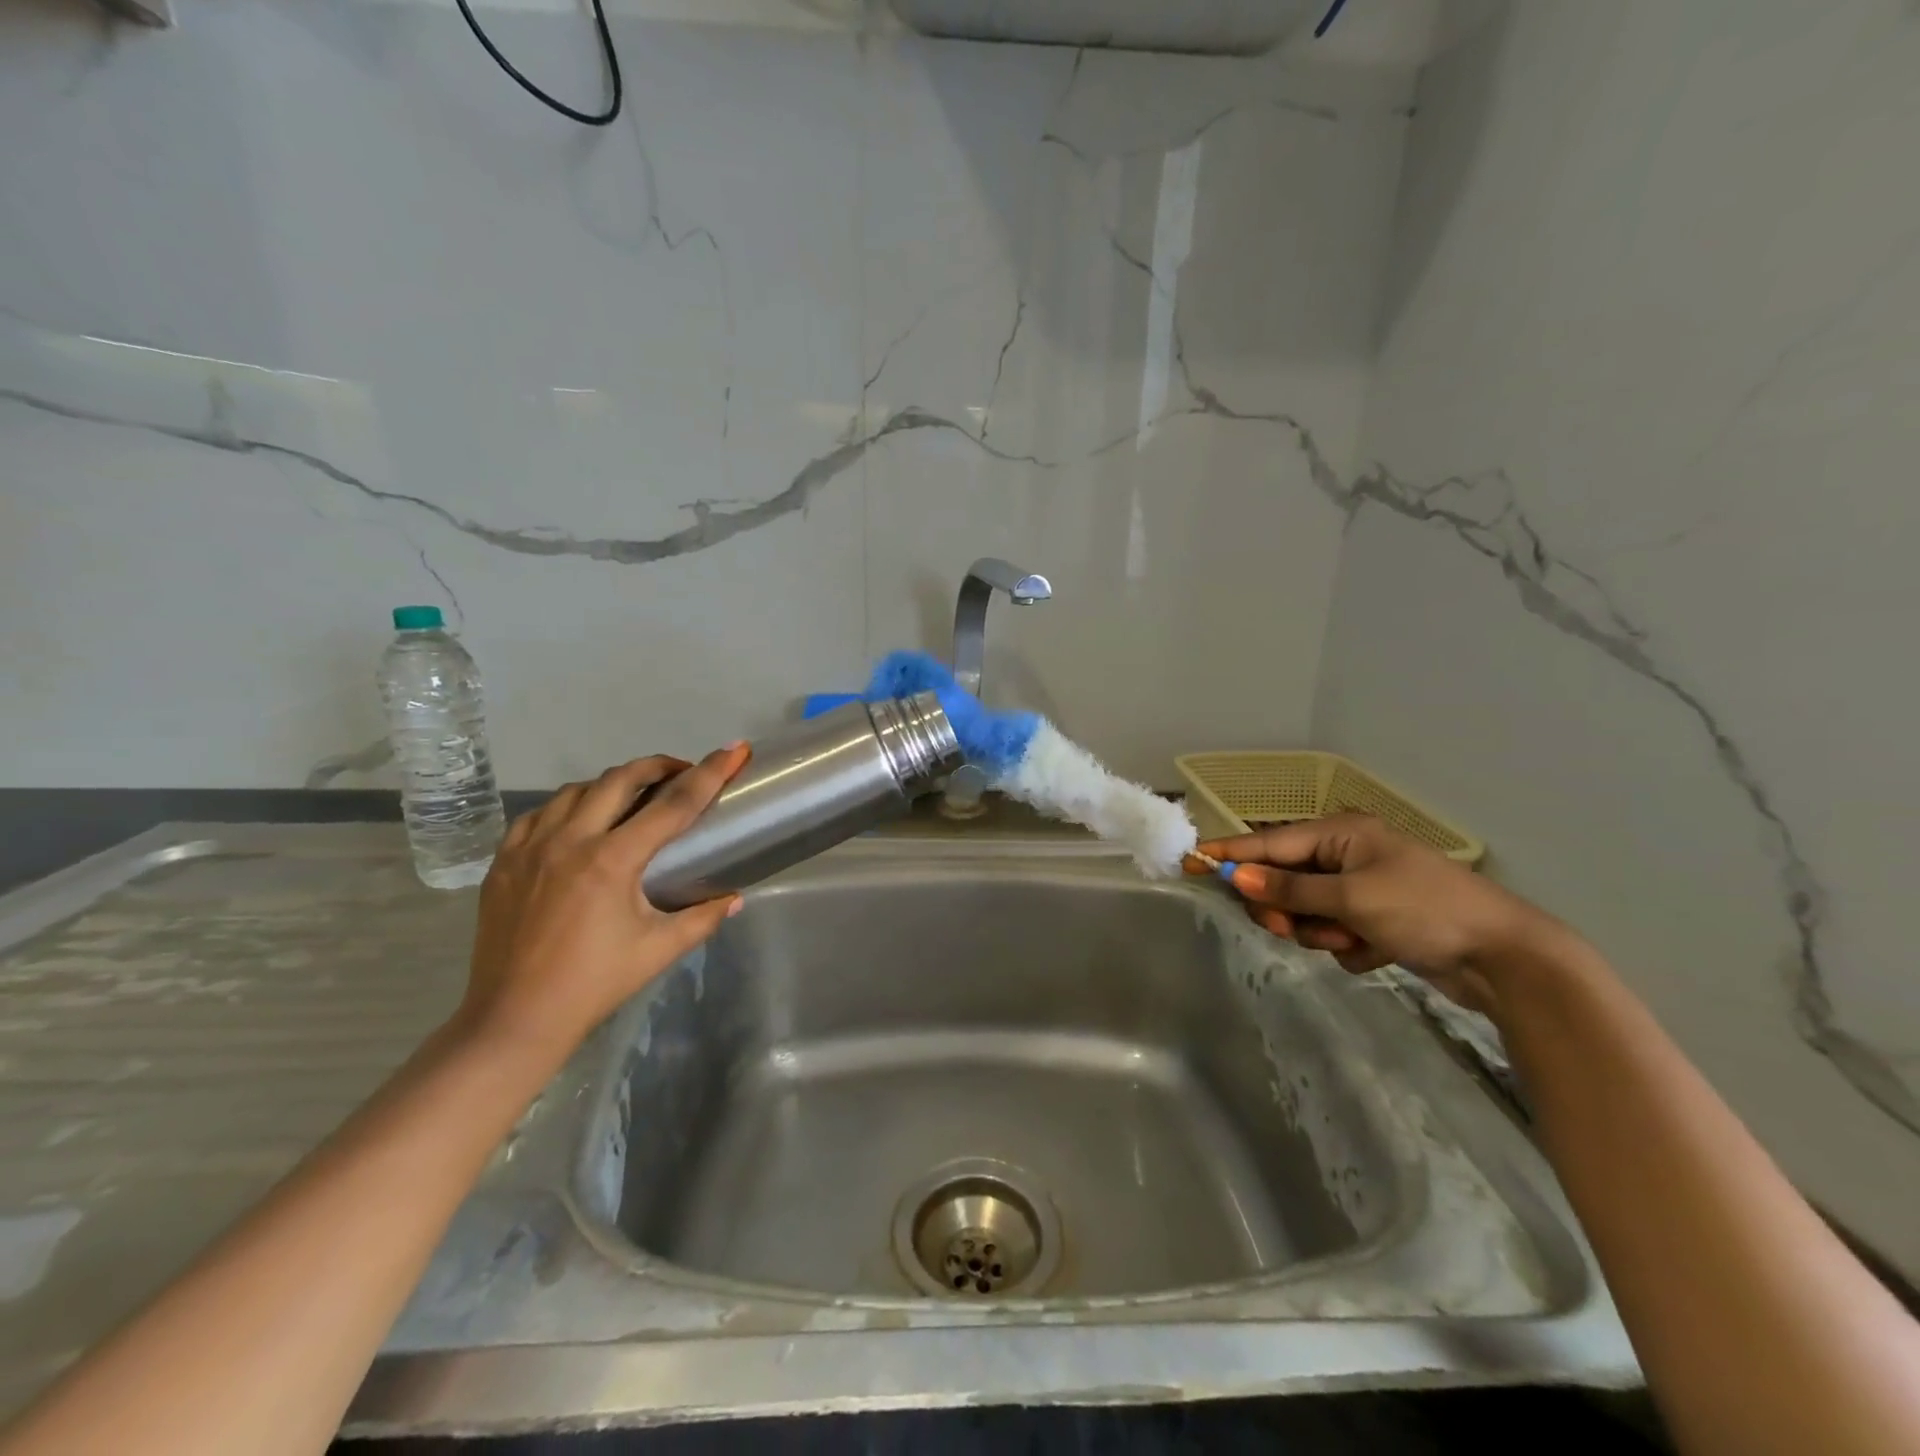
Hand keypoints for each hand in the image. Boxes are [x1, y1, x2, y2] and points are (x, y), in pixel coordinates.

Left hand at [458, 744, 751, 1061]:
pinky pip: (539, 814)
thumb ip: (702, 918)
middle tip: (681, 774)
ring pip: (577, 790)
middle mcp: (570, 841)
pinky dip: (568, 806)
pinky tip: (578, 822)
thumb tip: (734, 898)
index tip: (734, 750)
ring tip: (632, 798)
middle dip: (658, 766)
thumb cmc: (594, 984)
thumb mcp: (658, 950)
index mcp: (612, 861)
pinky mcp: (503, 862)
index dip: (710, 773)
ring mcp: (529, 848)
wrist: (514, 1019)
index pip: (673, 804)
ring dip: (612, 784)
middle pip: (621, 778)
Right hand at [1194, 814, 1561, 1012]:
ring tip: (1351, 940)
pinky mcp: (1376, 920)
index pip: (1269, 843)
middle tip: (1286, 927)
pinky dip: (1347, 945)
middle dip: (1284, 907)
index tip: (1190, 861)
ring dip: (1319, 931)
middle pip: (1284, 880)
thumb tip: (1235, 874)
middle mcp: (1347, 855)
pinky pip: (1334, 931)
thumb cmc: (1424, 911)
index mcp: (1341, 834)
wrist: (1505, 958)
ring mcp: (1362, 888)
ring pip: (1306, 911)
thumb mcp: (1350, 898)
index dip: (1229, 853)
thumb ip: (1289, 888)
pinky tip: (1377, 952)